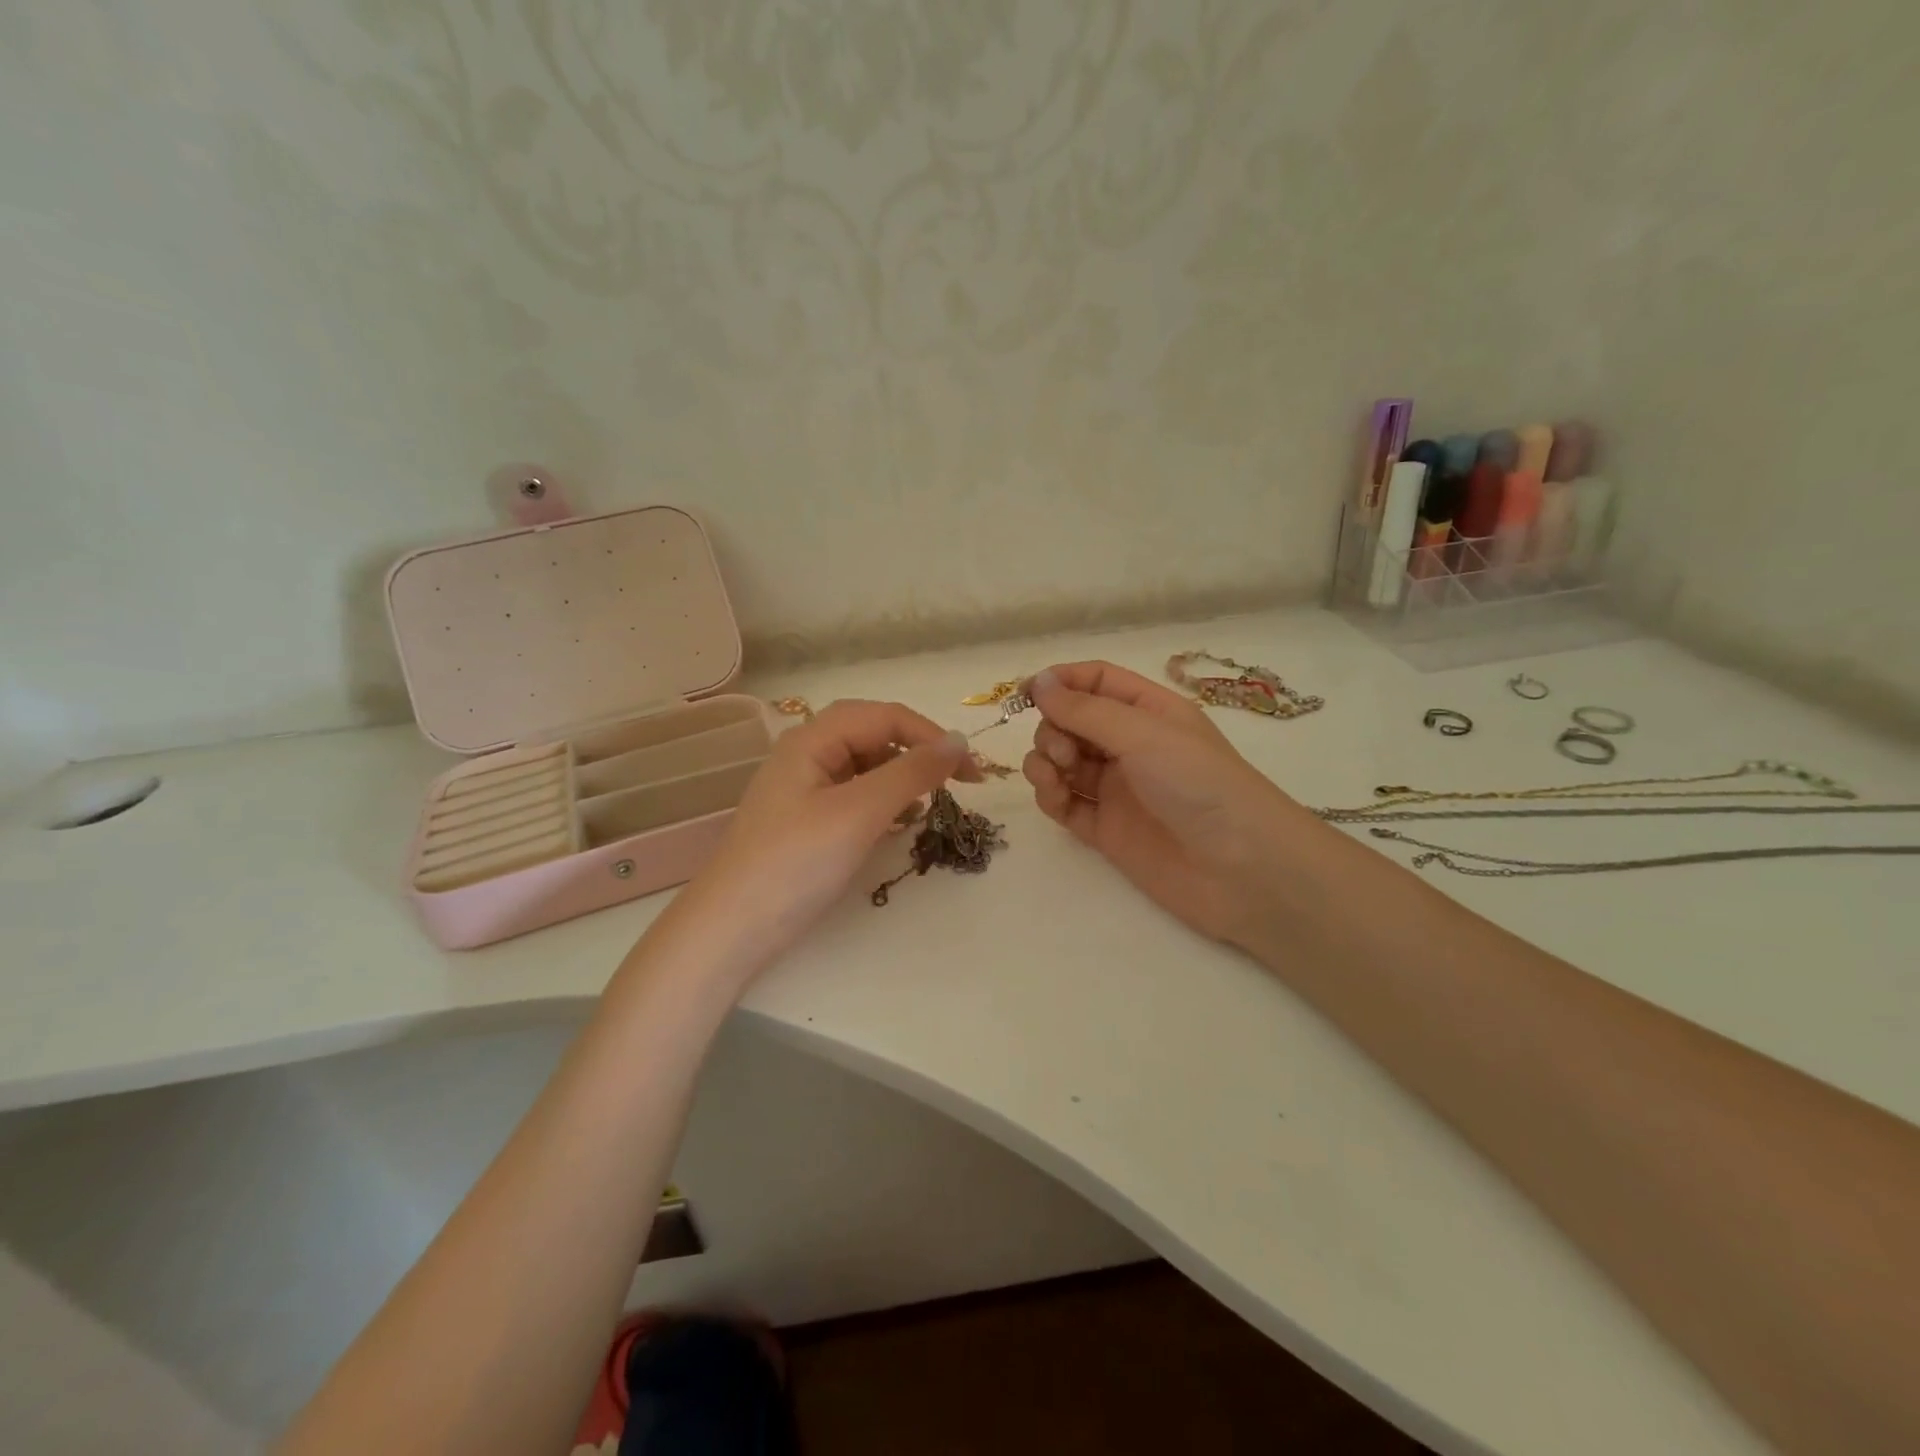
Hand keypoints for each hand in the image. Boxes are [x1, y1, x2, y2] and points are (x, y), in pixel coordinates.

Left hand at [670, 700, 978, 972]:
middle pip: (873, 735)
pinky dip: (882, 803)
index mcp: (811, 739)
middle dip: (917, 753)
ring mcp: (802, 789)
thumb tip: (959, 741)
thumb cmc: (796, 864)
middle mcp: (805, 754)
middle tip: (958, 783)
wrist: (731, 931)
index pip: (884, 716)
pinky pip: (853, 795)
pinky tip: (896, 824)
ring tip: (925, 807)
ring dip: (901, 778)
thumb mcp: (860, 812)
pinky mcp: (805, 821)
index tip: (972, 773)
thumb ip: (911, 772)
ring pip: (865, 766)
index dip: (931, 736)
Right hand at [1021, 661, 1316, 946]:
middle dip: (1054, 729)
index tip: (1025, 693)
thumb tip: (1037, 681)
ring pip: (1063, 764)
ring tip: (1055, 776)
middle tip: (1064, 752)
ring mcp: (1117, 790)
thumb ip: (1084, 710)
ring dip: (1046, 762)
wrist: (1242, 870)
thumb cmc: (1199, 784)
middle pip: (1072, 723)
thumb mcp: (1143, 734)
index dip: (1060, 682)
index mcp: (1149, 712)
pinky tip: (1054, 797)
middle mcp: (1131, 746)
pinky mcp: (1106, 830)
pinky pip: (1065, 804)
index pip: (1096, 682)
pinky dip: (1051, 796)